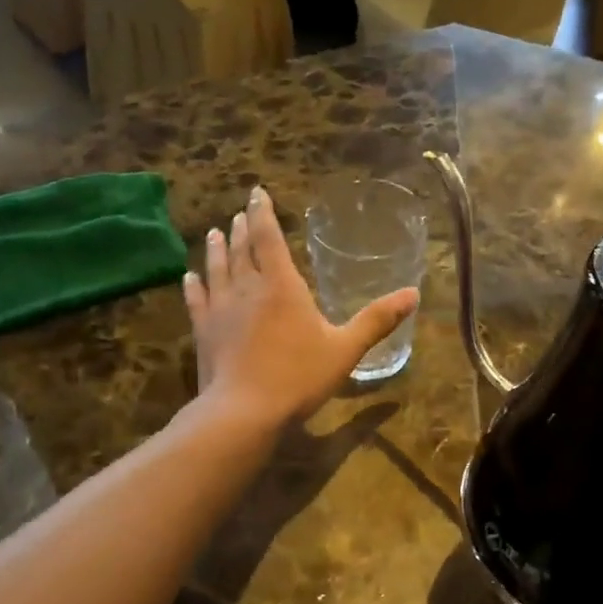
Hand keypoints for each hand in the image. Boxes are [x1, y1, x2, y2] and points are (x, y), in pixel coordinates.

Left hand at [182, 185, 419, 429]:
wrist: (244, 411)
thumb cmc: (299, 377)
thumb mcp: (346, 349)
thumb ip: (376, 320)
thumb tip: (413, 294)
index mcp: (283, 287)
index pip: (270, 239)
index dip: (263, 213)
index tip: (257, 193)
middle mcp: (248, 289)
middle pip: (242, 250)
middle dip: (242, 229)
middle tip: (240, 214)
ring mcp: (221, 310)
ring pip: (217, 269)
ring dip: (217, 249)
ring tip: (215, 233)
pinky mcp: (204, 332)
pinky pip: (197, 300)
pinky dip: (194, 285)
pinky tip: (189, 277)